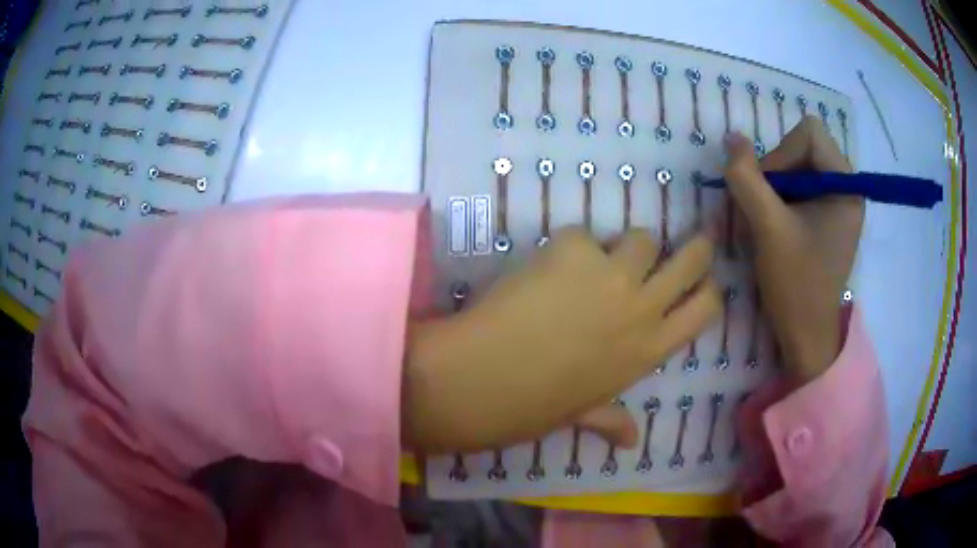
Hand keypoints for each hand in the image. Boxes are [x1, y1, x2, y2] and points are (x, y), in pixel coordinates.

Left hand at [403, 229, 720, 452]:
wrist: (485, 378)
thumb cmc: (536, 404)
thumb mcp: (583, 414)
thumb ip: (612, 422)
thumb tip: (631, 442)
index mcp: (650, 350)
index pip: (706, 310)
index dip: (708, 290)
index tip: (702, 281)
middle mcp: (643, 307)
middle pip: (693, 259)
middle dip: (697, 248)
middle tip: (687, 242)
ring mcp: (613, 274)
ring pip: (644, 237)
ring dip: (628, 244)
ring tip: (604, 256)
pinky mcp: (575, 249)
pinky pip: (583, 235)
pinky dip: (569, 246)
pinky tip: (544, 269)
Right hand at [724, 117, 863, 380]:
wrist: (806, 334)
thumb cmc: (796, 285)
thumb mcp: (768, 228)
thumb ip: (747, 178)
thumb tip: (733, 138)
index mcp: (845, 185)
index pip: (810, 133)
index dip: (782, 153)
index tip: (768, 191)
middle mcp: (847, 187)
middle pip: (804, 147)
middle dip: (778, 171)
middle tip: (765, 208)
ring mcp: (839, 202)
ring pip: (799, 166)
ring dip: (776, 187)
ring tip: (768, 220)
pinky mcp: (829, 217)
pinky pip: (801, 187)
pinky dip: (782, 198)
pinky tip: (776, 226)